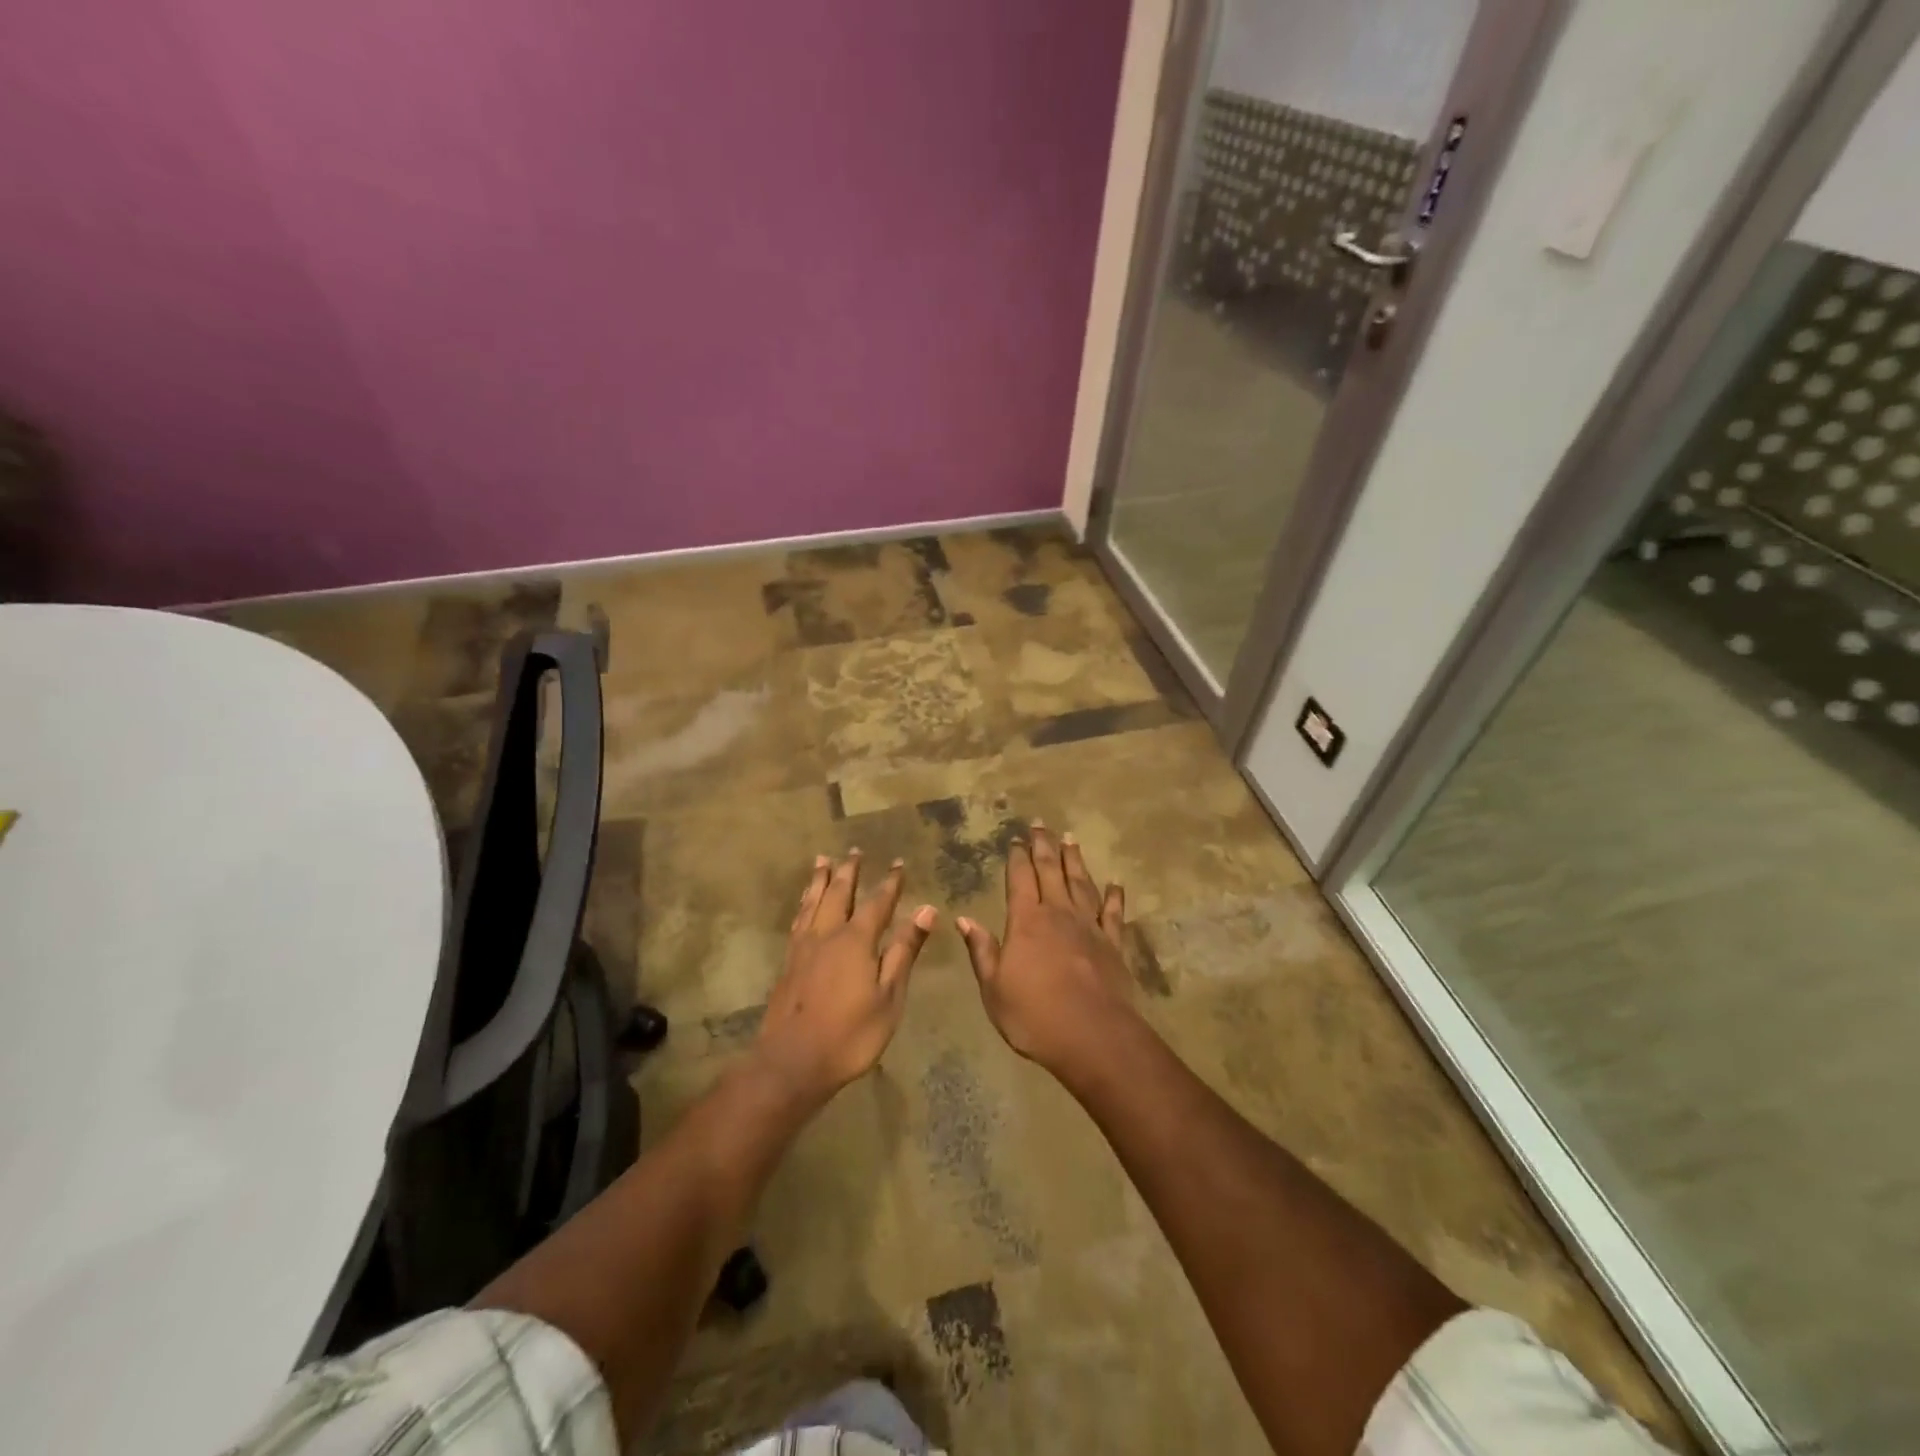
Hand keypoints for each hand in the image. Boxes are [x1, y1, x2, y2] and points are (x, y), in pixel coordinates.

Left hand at [753, 850, 935, 1108]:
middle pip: (839, 893)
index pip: (877, 902)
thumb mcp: (889, 995)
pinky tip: (804, 905)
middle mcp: (828, 934)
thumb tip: (926, 910)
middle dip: (849, 871)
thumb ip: (905, 950)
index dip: (890, 883)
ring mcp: (804, 947)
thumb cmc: (851, 1034)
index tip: (899, 863)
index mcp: (856, 940)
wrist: (792, 1062)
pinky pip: (798, 920)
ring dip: (820, 880)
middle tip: (854, 851)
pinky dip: (803, 904)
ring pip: (813, 902)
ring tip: (822, 860)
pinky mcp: (788, 963)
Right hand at [955, 824, 1137, 1077]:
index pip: (1019, 879)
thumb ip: (982, 950)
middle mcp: (1058, 914)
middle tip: (1041, 824)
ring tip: (1070, 839)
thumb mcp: (994, 988)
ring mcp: (1089, 927)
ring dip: (1075, 860)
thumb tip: (963, 919)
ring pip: (1081, 883)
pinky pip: (1113, 913)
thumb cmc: (1034, 1016)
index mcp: (1026, 922)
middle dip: (1044, 846)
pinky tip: (1115, 884)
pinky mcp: (1113, 944)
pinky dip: (1114, 897)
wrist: (1093, 1037)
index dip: (1017, 857)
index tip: (1016, 838)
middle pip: (1050, 871)